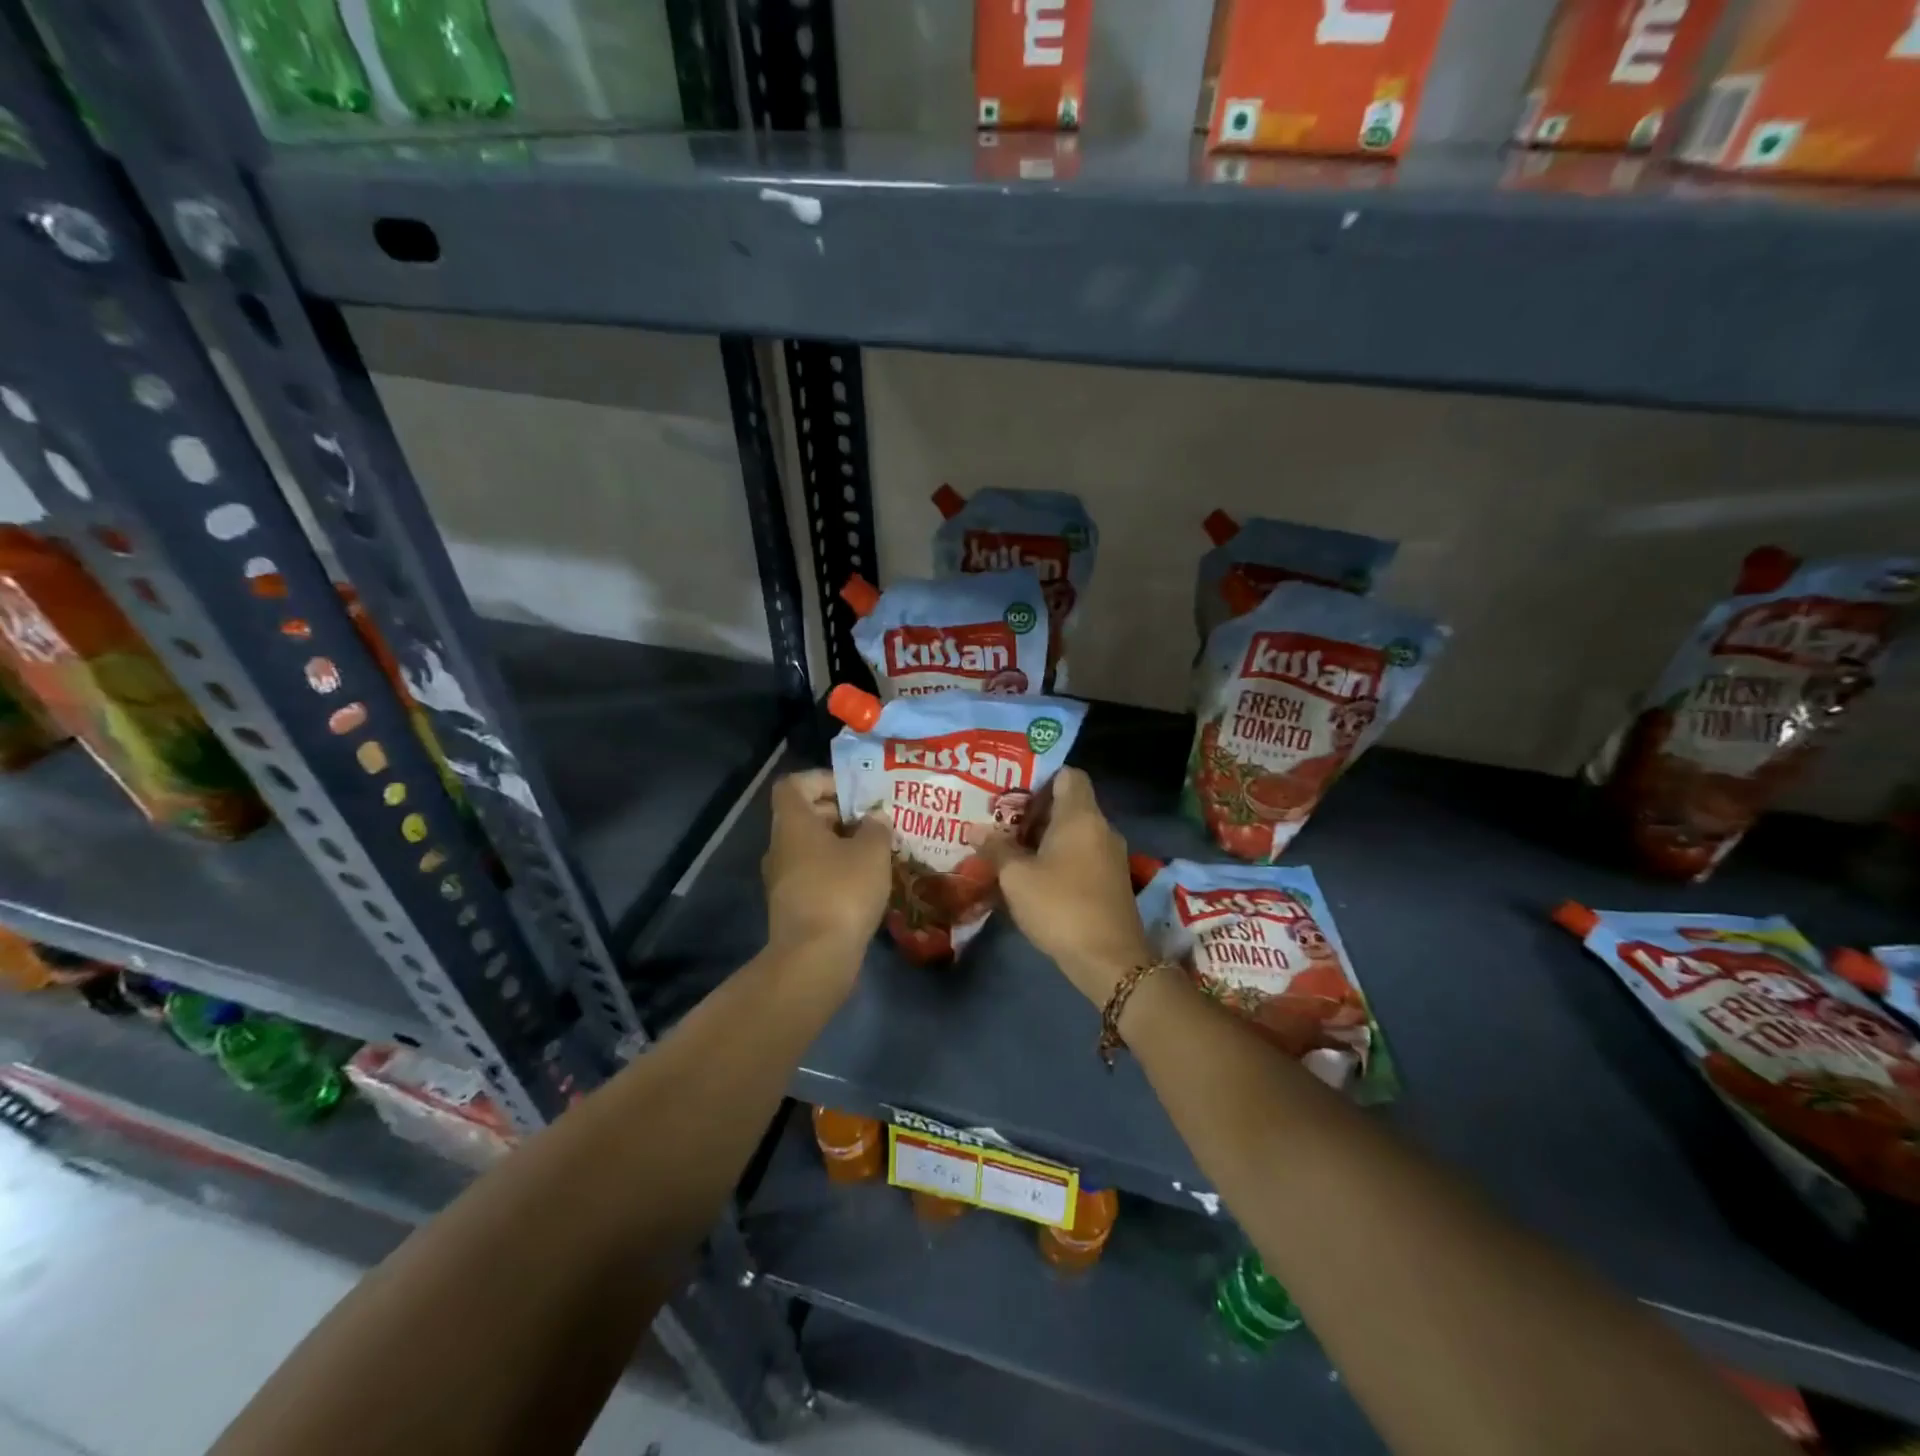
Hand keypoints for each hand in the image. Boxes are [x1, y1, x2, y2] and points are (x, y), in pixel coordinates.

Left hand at [762, 769, 890, 963]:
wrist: (814, 958)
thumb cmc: (842, 891)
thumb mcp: (872, 852)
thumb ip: (877, 827)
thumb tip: (876, 818)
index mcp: (792, 824)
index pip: (794, 784)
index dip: (822, 779)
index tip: (854, 791)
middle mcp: (780, 846)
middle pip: (805, 815)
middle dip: (841, 813)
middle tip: (875, 820)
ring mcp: (783, 879)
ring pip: (812, 848)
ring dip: (842, 844)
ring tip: (877, 851)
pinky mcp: (793, 906)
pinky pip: (814, 875)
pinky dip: (837, 871)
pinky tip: (866, 882)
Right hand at [982, 769, 1154, 1004]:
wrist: (1110, 960)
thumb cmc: (1061, 906)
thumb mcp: (1017, 877)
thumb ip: (996, 849)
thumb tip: (975, 830)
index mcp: (1081, 815)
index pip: (1069, 775)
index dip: (1041, 777)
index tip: (1012, 792)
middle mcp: (1101, 828)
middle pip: (1069, 804)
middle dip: (1034, 811)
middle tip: (1000, 822)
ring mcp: (1110, 855)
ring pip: (1074, 832)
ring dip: (1044, 838)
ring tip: (1010, 849)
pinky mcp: (1111, 880)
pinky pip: (1082, 855)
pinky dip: (1059, 858)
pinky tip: (1033, 876)